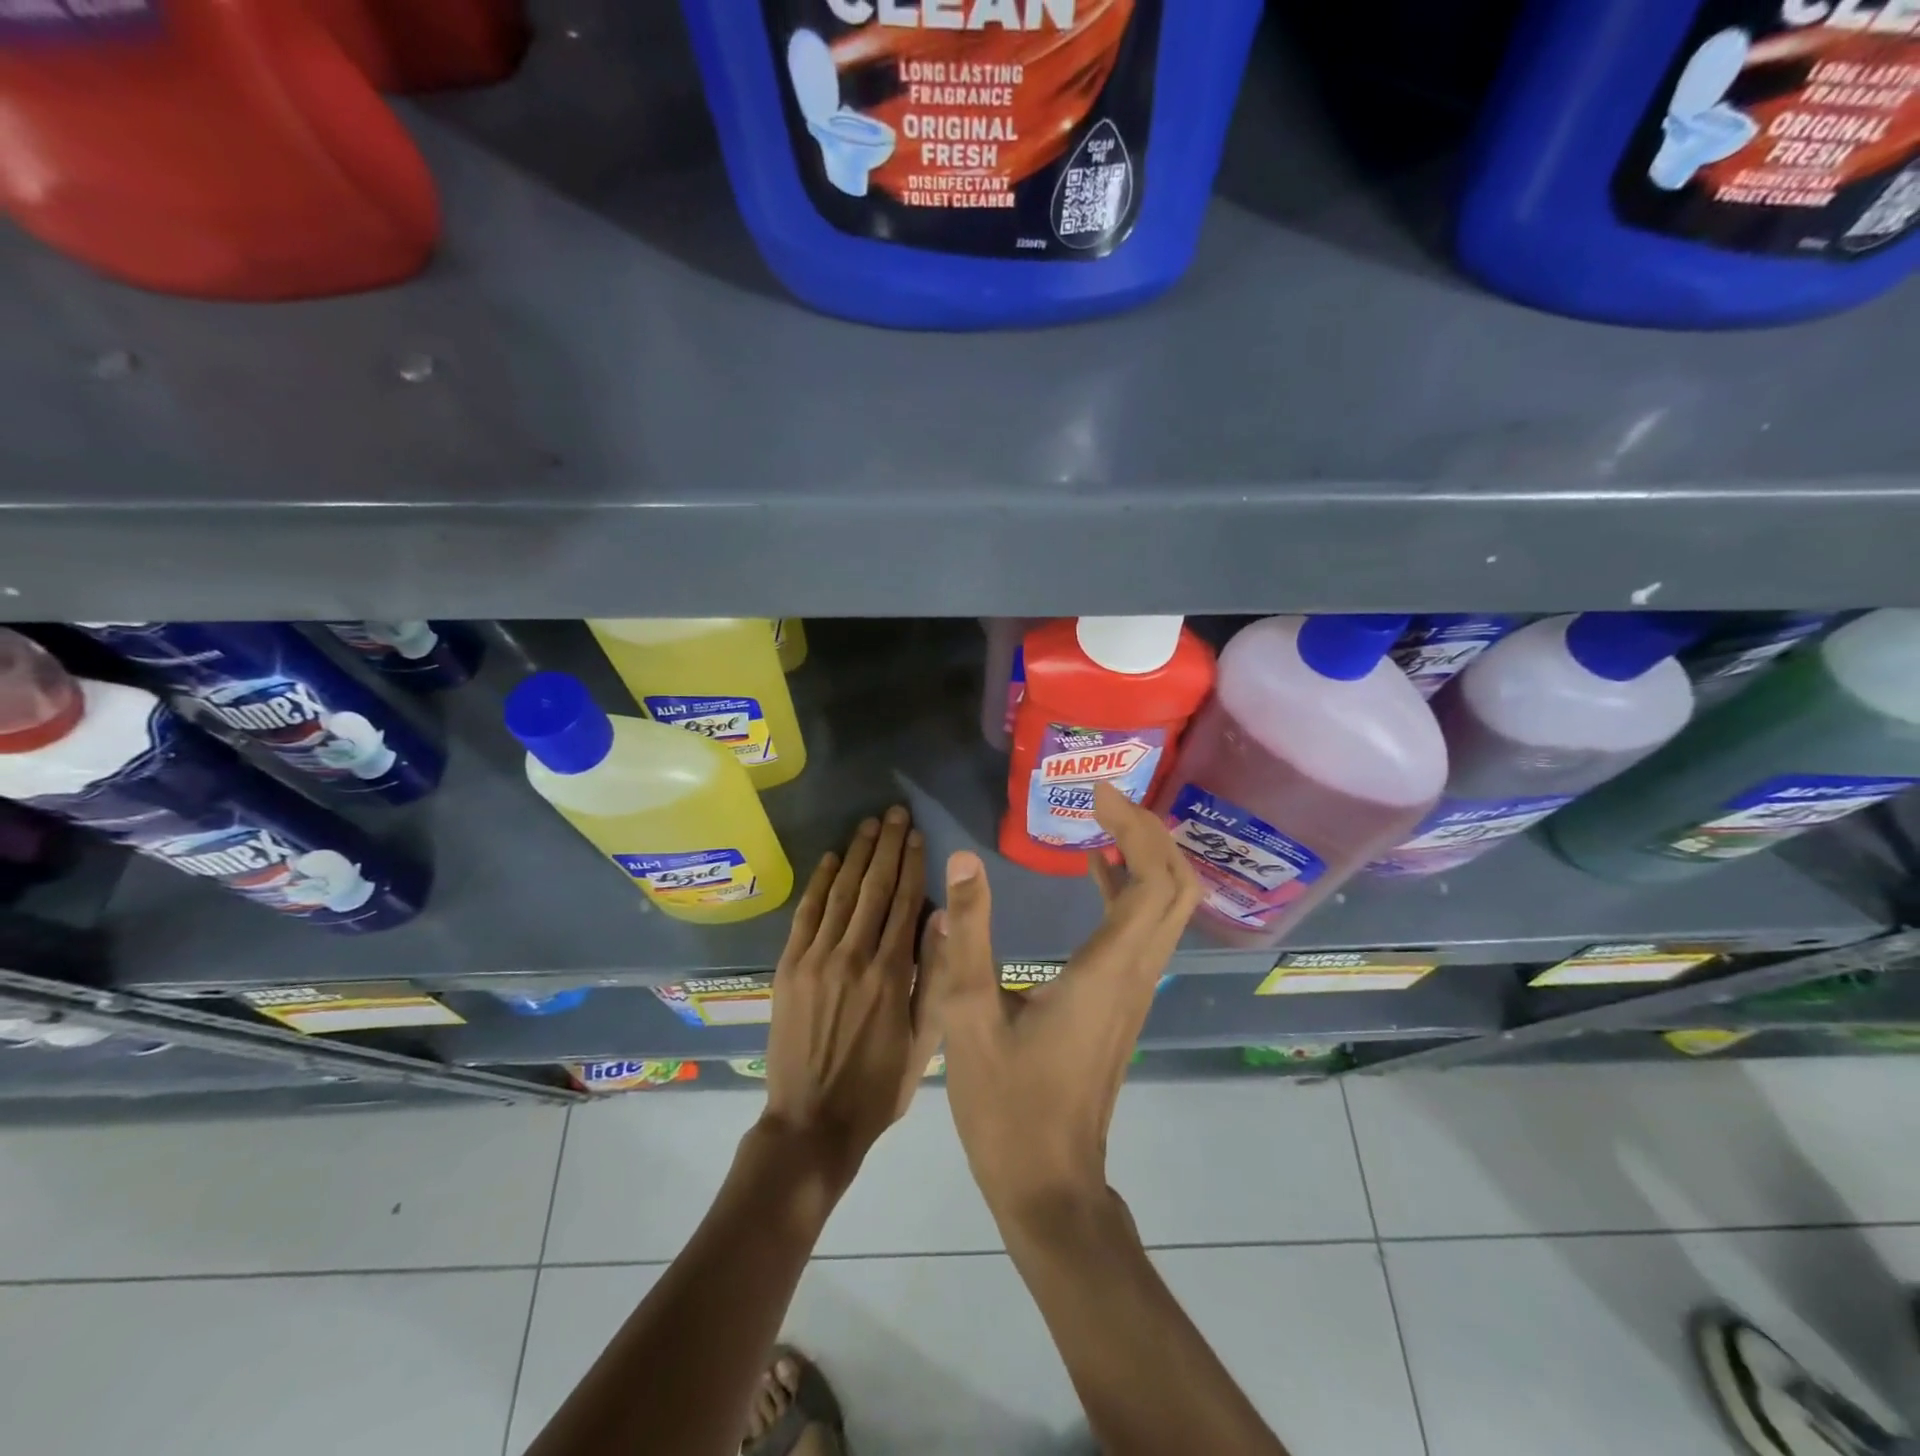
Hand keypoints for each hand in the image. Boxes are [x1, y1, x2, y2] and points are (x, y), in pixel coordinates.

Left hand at [761, 805, 937, 1190]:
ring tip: (868, 825)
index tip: (918, 835)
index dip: (913, 865)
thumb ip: (933, 978)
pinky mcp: (788, 968)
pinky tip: (830, 859)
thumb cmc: (879, 1087)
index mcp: (891, 974)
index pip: (905, 903)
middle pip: (874, 888)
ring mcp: (816, 959)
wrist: (812, 1124)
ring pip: (841, 893)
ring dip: (856, 855)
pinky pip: (806, 915)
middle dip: (887, 846)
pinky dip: (819, 884)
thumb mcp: (924, 1042)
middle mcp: (853, 956)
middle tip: (895, 813)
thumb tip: (941, 921)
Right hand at [925, 782, 1199, 1224]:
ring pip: (1168, 907)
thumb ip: (967, 936)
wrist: (1049, 1186)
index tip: (1096, 794)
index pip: (1154, 879)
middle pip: (1177, 886)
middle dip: (1150, 831)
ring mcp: (1136, 990)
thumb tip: (963, 862)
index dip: (1136, 827)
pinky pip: (1146, 928)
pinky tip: (1094, 872)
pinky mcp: (1125, 1002)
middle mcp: (1137, 973)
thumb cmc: (1008, 1106)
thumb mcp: (969, 1016)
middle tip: (1103, 799)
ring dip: (1146, 856)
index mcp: (1108, 969)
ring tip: (1101, 819)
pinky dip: (1131, 888)